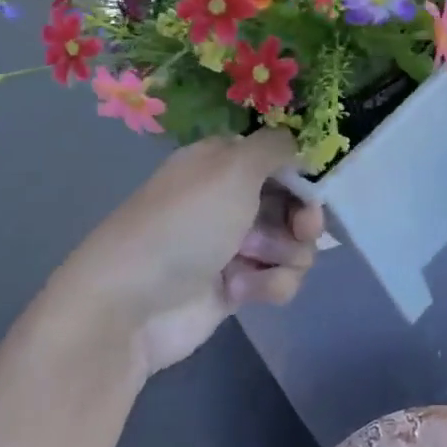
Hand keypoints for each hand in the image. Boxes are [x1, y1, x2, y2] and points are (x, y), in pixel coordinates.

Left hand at [59, 129, 323, 376]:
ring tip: (252, 262)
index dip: (303, 173)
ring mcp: (234, 245)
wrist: (131, 305)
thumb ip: (276, 147)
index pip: (279, 157)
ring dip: (283, 254)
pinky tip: (240, 291)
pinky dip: (268, 284)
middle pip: (294, 202)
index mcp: (224, 162)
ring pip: (293, 244)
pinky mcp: (237, 286)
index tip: (315, 188)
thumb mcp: (233, 167)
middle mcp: (231, 198)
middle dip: (304, 217)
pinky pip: (279, 279)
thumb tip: (298, 140)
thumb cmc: (186, 224)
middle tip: (302, 230)